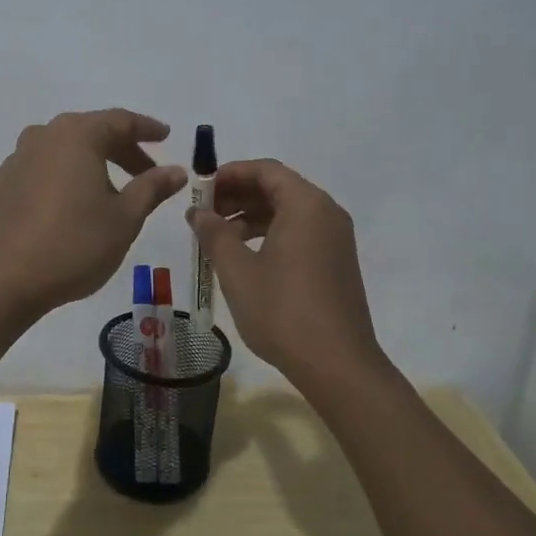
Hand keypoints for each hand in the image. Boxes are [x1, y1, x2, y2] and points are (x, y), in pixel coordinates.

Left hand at [0, 110, 187, 314]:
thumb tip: (176, 170)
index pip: (120, 121)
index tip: (165, 136)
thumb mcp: (125, 218)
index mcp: (77, 136)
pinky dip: (65, 175)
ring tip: (111, 189)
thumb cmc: (74, 244)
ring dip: (92, 161)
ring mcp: (18, 158)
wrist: (4, 280)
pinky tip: (73, 203)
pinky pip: (43, 167)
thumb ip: (152, 187)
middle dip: (121, 148)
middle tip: (145, 170)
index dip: (146, 128)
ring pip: (64, 149)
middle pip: (91, 131)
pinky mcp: (2, 183)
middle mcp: (44, 136)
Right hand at [188, 159, 390, 390]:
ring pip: (287, 212)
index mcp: (306, 204)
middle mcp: (326, 213)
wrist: (337, 365)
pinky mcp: (335, 263)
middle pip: (277, 188)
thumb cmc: (283, 310)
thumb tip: (198, 212)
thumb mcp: (237, 270)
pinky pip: (299, 233)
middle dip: (237, 195)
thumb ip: (214, 233)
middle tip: (203, 213)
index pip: (265, 170)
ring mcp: (335, 239)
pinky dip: (269, 235)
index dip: (230, 173)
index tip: (200, 188)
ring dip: (250, 217)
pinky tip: (243, 258)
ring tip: (216, 238)